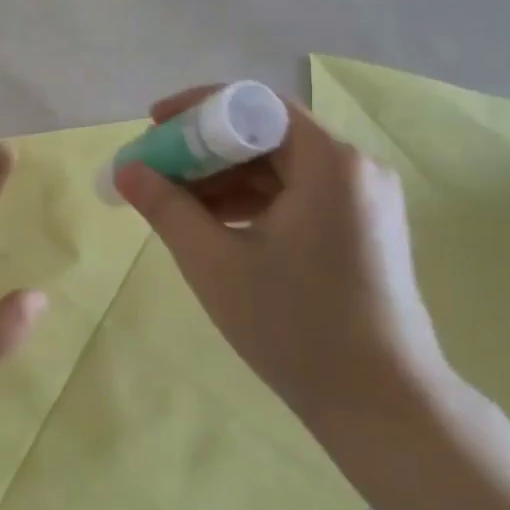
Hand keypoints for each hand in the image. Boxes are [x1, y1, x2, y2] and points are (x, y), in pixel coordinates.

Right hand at [114, 87, 449, 431]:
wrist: (383, 405)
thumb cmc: (294, 326)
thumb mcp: (214, 263)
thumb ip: (165, 207)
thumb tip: (126, 169)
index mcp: (329, 163)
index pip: (253, 105)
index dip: (196, 110)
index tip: (152, 126)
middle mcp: (354, 168)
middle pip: (265, 134)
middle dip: (204, 148)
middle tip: (155, 170)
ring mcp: (364, 200)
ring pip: (279, 166)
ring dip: (224, 177)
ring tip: (175, 203)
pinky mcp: (363, 228)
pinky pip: (297, 194)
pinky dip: (253, 201)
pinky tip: (215, 226)